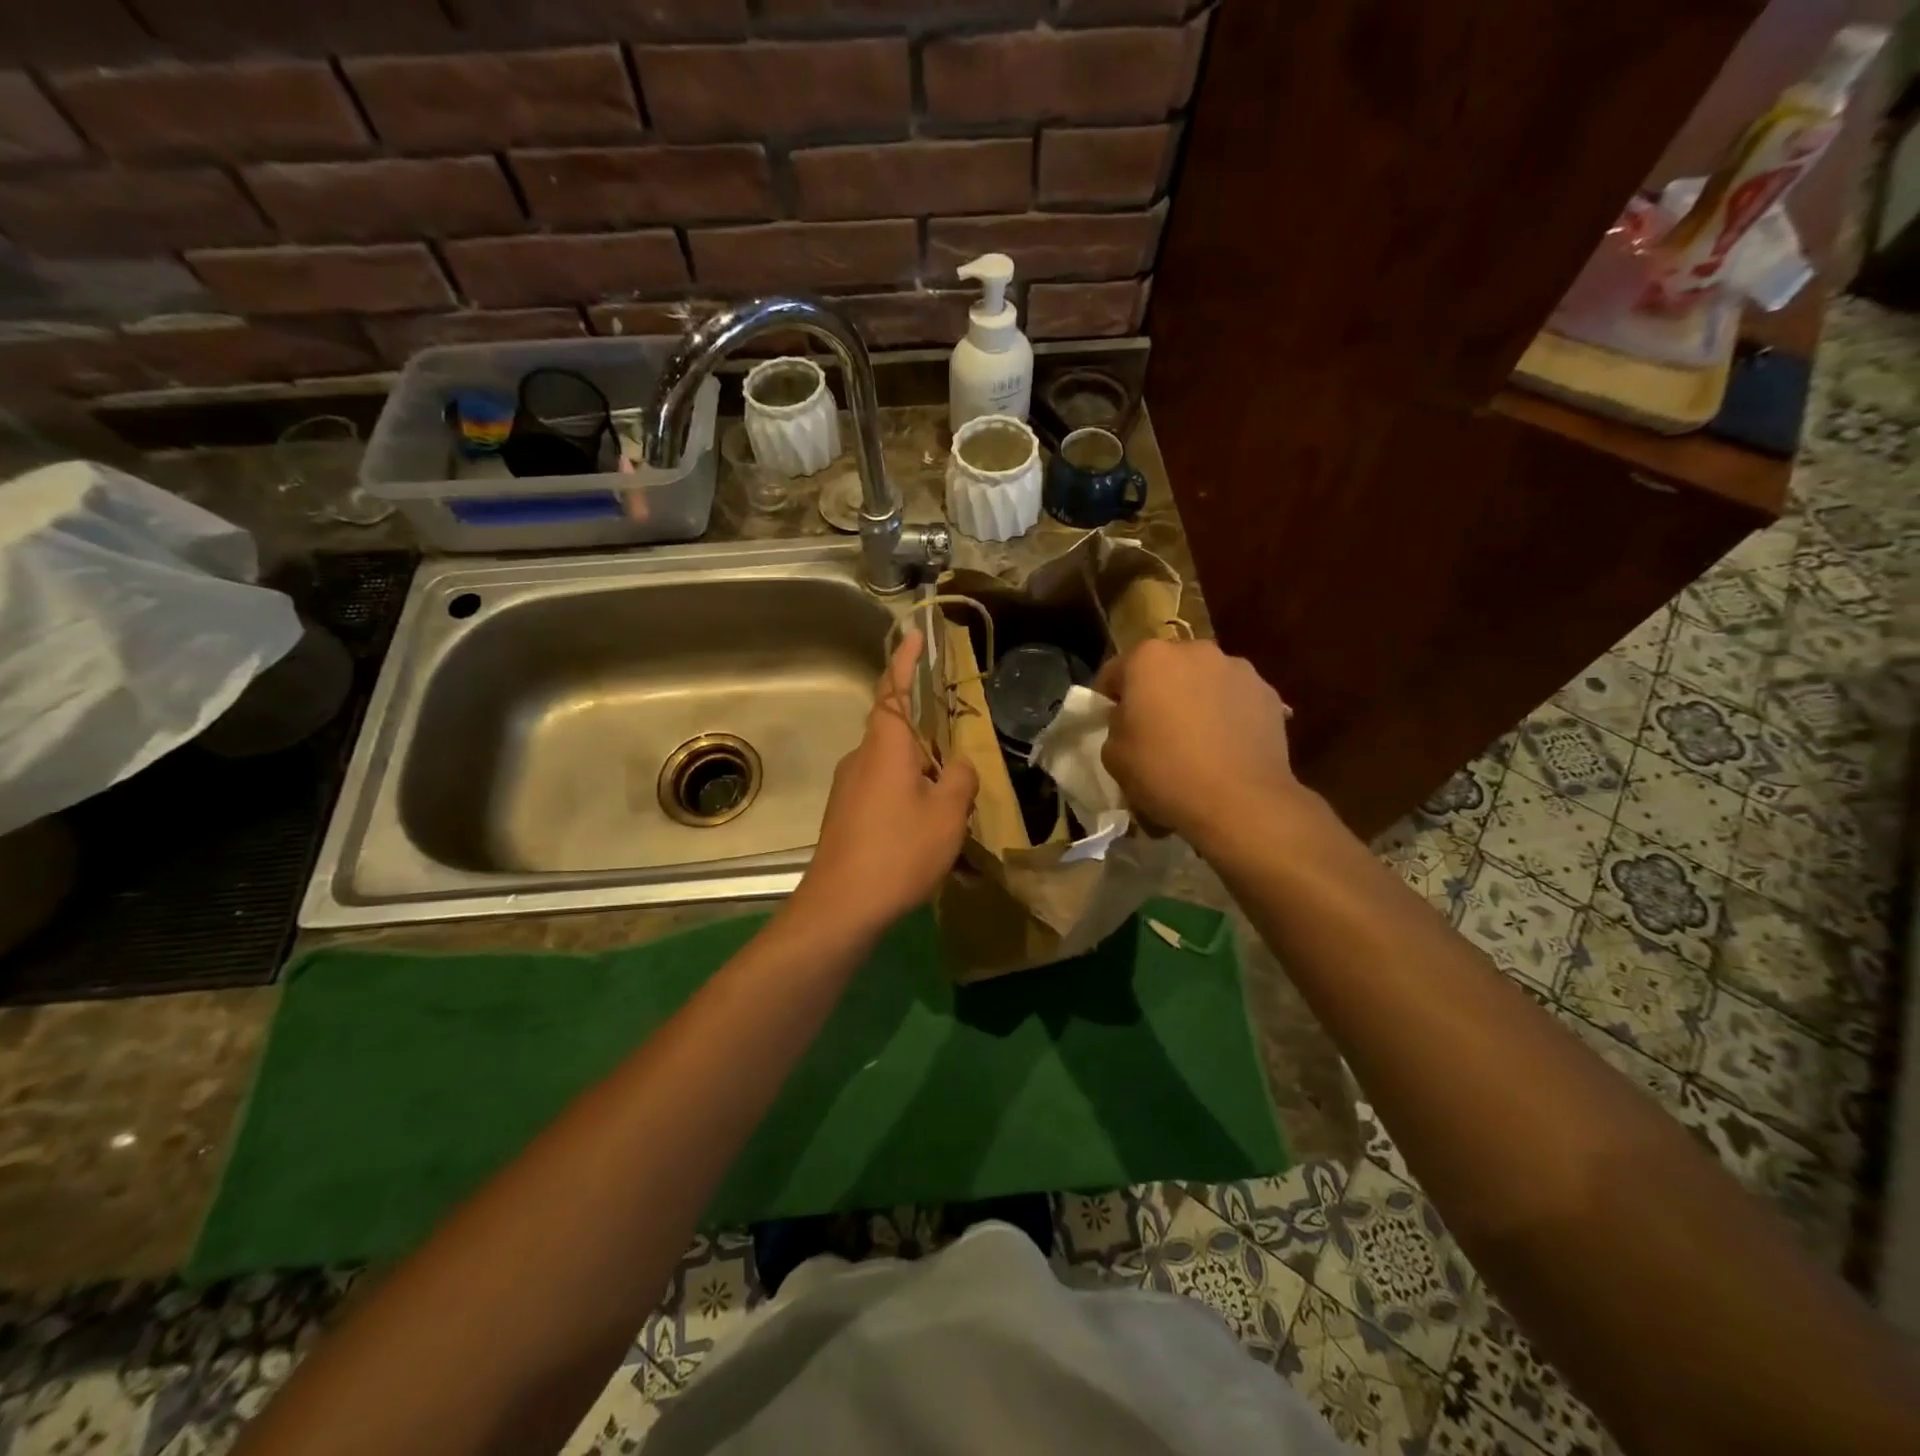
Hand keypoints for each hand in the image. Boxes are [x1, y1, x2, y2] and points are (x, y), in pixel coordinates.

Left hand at [790, 628, 978, 937]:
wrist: (841, 906)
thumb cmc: (898, 851)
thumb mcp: (947, 815)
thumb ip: (960, 779)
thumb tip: (959, 764)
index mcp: (885, 746)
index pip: (894, 689)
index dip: (905, 660)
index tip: (914, 634)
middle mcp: (861, 758)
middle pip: (897, 731)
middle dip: (929, 736)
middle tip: (960, 752)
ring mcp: (849, 787)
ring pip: (893, 766)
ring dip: (921, 774)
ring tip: (952, 804)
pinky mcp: (845, 815)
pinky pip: (883, 791)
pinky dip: (908, 798)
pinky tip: (926, 831)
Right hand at [1096, 639, 1306, 849]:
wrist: (1241, 801)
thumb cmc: (1165, 772)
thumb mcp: (1113, 755)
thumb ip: (1116, 725)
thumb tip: (1131, 719)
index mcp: (1149, 658)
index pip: (1115, 672)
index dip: (1108, 698)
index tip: (1109, 724)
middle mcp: (1194, 650)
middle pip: (1164, 669)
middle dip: (1156, 693)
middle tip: (1153, 730)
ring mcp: (1237, 668)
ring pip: (1203, 680)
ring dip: (1194, 700)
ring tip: (1196, 740)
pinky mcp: (1268, 693)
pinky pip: (1234, 699)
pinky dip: (1226, 714)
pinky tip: (1225, 747)